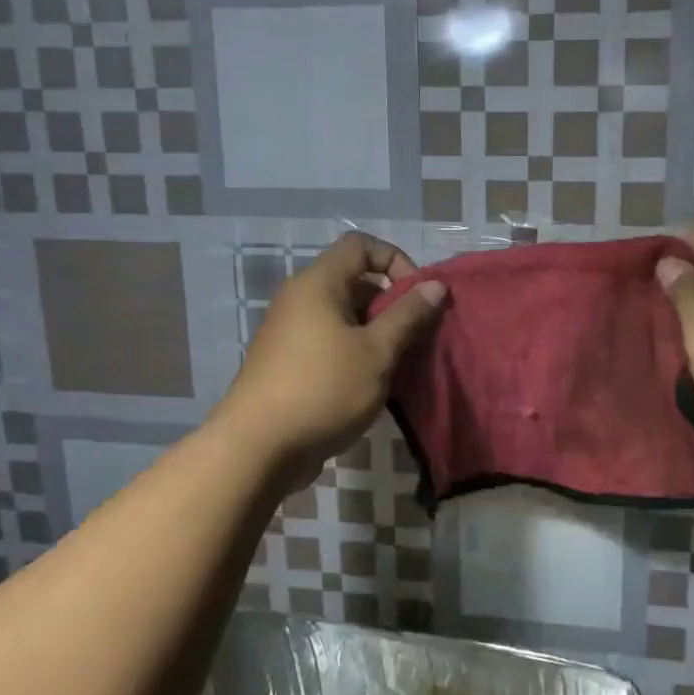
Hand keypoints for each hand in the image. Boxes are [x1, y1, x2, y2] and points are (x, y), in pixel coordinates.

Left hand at [214, 233, 444, 486]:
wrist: (257, 449)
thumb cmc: (323, 389)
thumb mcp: (377, 352)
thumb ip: (408, 315)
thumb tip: (436, 285)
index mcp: (318, 283)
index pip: (361, 245)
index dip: (396, 261)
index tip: (417, 296)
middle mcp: (300, 299)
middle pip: (354, 281)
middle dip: (391, 302)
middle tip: (415, 336)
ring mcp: (290, 332)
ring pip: (344, 316)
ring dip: (376, 332)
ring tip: (399, 363)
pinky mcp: (288, 362)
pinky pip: (330, 341)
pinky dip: (355, 351)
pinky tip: (373, 383)